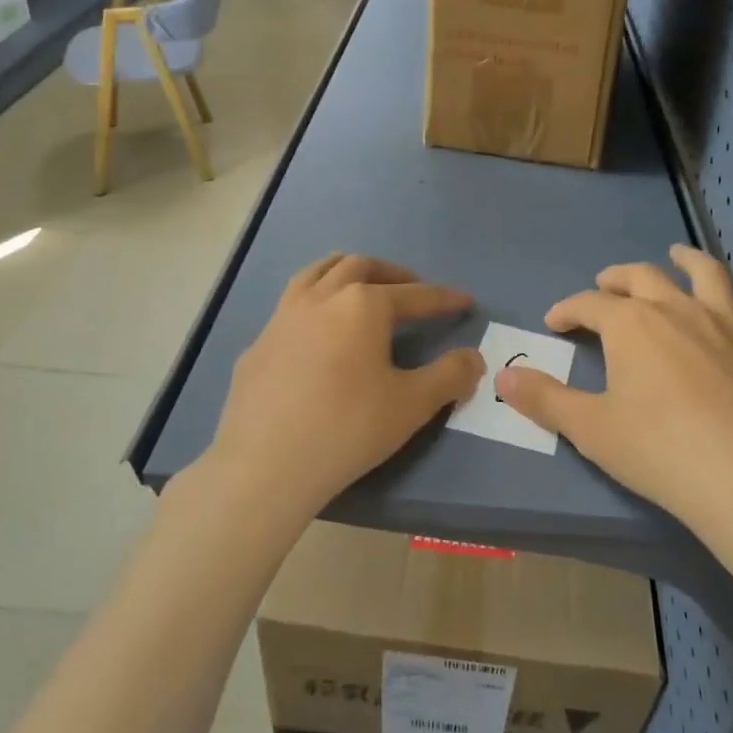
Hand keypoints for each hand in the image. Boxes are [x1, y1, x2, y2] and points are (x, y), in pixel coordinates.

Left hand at [201, 253, 484, 520]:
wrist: (266, 465)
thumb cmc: (348, 428)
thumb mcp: (411, 404)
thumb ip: (449, 376)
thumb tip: (474, 358)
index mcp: (362, 305)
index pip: (414, 294)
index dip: (443, 298)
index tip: (464, 300)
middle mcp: (320, 298)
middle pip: (360, 267)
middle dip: (392, 274)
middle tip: (411, 289)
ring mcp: (282, 317)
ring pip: (316, 273)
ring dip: (345, 272)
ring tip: (360, 286)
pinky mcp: (257, 344)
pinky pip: (290, 308)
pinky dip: (313, 306)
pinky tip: (315, 335)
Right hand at [496, 244, 732, 531]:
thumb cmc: (659, 449)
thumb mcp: (591, 428)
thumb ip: (545, 399)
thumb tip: (501, 377)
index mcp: (629, 324)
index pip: (588, 304)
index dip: (567, 310)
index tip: (553, 323)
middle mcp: (671, 310)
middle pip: (638, 279)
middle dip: (614, 280)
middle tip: (601, 288)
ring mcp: (715, 324)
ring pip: (695, 274)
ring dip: (678, 261)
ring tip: (673, 255)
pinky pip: (729, 298)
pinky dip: (715, 284)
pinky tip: (712, 301)